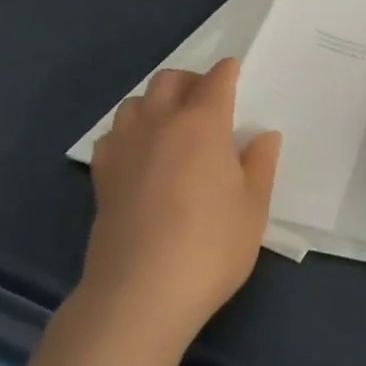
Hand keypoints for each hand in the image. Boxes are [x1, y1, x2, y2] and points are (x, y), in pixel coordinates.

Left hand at [83, 57, 280, 348]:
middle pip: (169, 80)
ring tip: (170, 126)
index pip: (215, 80)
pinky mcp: (101, 174)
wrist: (141, 293)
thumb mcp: (253, 208)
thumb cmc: (210, 247)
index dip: (227, 72)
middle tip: (205, 102)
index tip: (233, 73)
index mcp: (202, 123)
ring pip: (136, 101)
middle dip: (189, 80)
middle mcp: (160, 122)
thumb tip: (263, 136)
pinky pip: (113, 134)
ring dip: (155, 102)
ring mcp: (125, 146)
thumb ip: (259, 165)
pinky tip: (139, 155)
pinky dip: (129, 133)